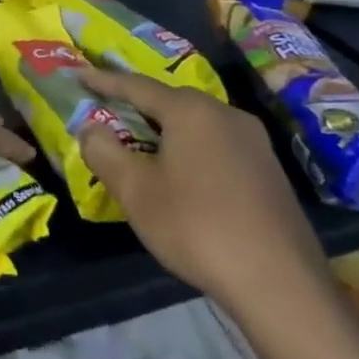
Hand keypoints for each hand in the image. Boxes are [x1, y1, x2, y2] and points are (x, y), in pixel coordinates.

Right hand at [76, 67, 332, 320]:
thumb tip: (90, 127)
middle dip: (136, 104)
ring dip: (164, 130)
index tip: (77, 73)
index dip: (103, 80)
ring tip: (139, 142)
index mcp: (191, 111)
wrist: (281, 285)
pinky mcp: (270, 173)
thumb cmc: (196, 226)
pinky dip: (190, 149)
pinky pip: (217, 146)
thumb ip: (104, 151)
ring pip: (196, 125)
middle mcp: (226, 115)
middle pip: (170, 101)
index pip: (137, 85)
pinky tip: (180, 174)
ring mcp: (255, 144)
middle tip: (107, 108)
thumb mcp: (135, 190)